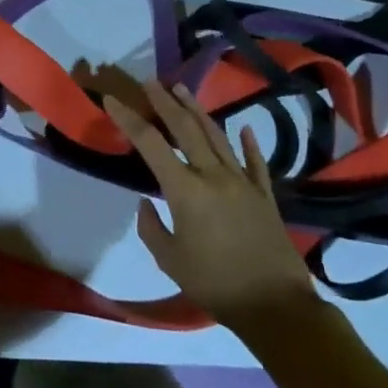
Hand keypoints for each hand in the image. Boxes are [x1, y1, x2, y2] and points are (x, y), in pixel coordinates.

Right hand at [104, 80, 318, 331]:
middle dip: (164, 102)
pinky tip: (244, 129)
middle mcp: (214, 175)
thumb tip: (147, 203)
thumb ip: (151, 228)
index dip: (128, 118)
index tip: (111, 99)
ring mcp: (243, 182)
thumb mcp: (169, 261)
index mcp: (186, 190)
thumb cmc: (215, 284)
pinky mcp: (264, 195)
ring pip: (217, 136)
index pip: (150, 144)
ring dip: (197, 110)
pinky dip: (248, 143)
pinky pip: (255, 162)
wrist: (275, 305)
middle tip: (150, 82)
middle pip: (185, 128)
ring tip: (182, 91)